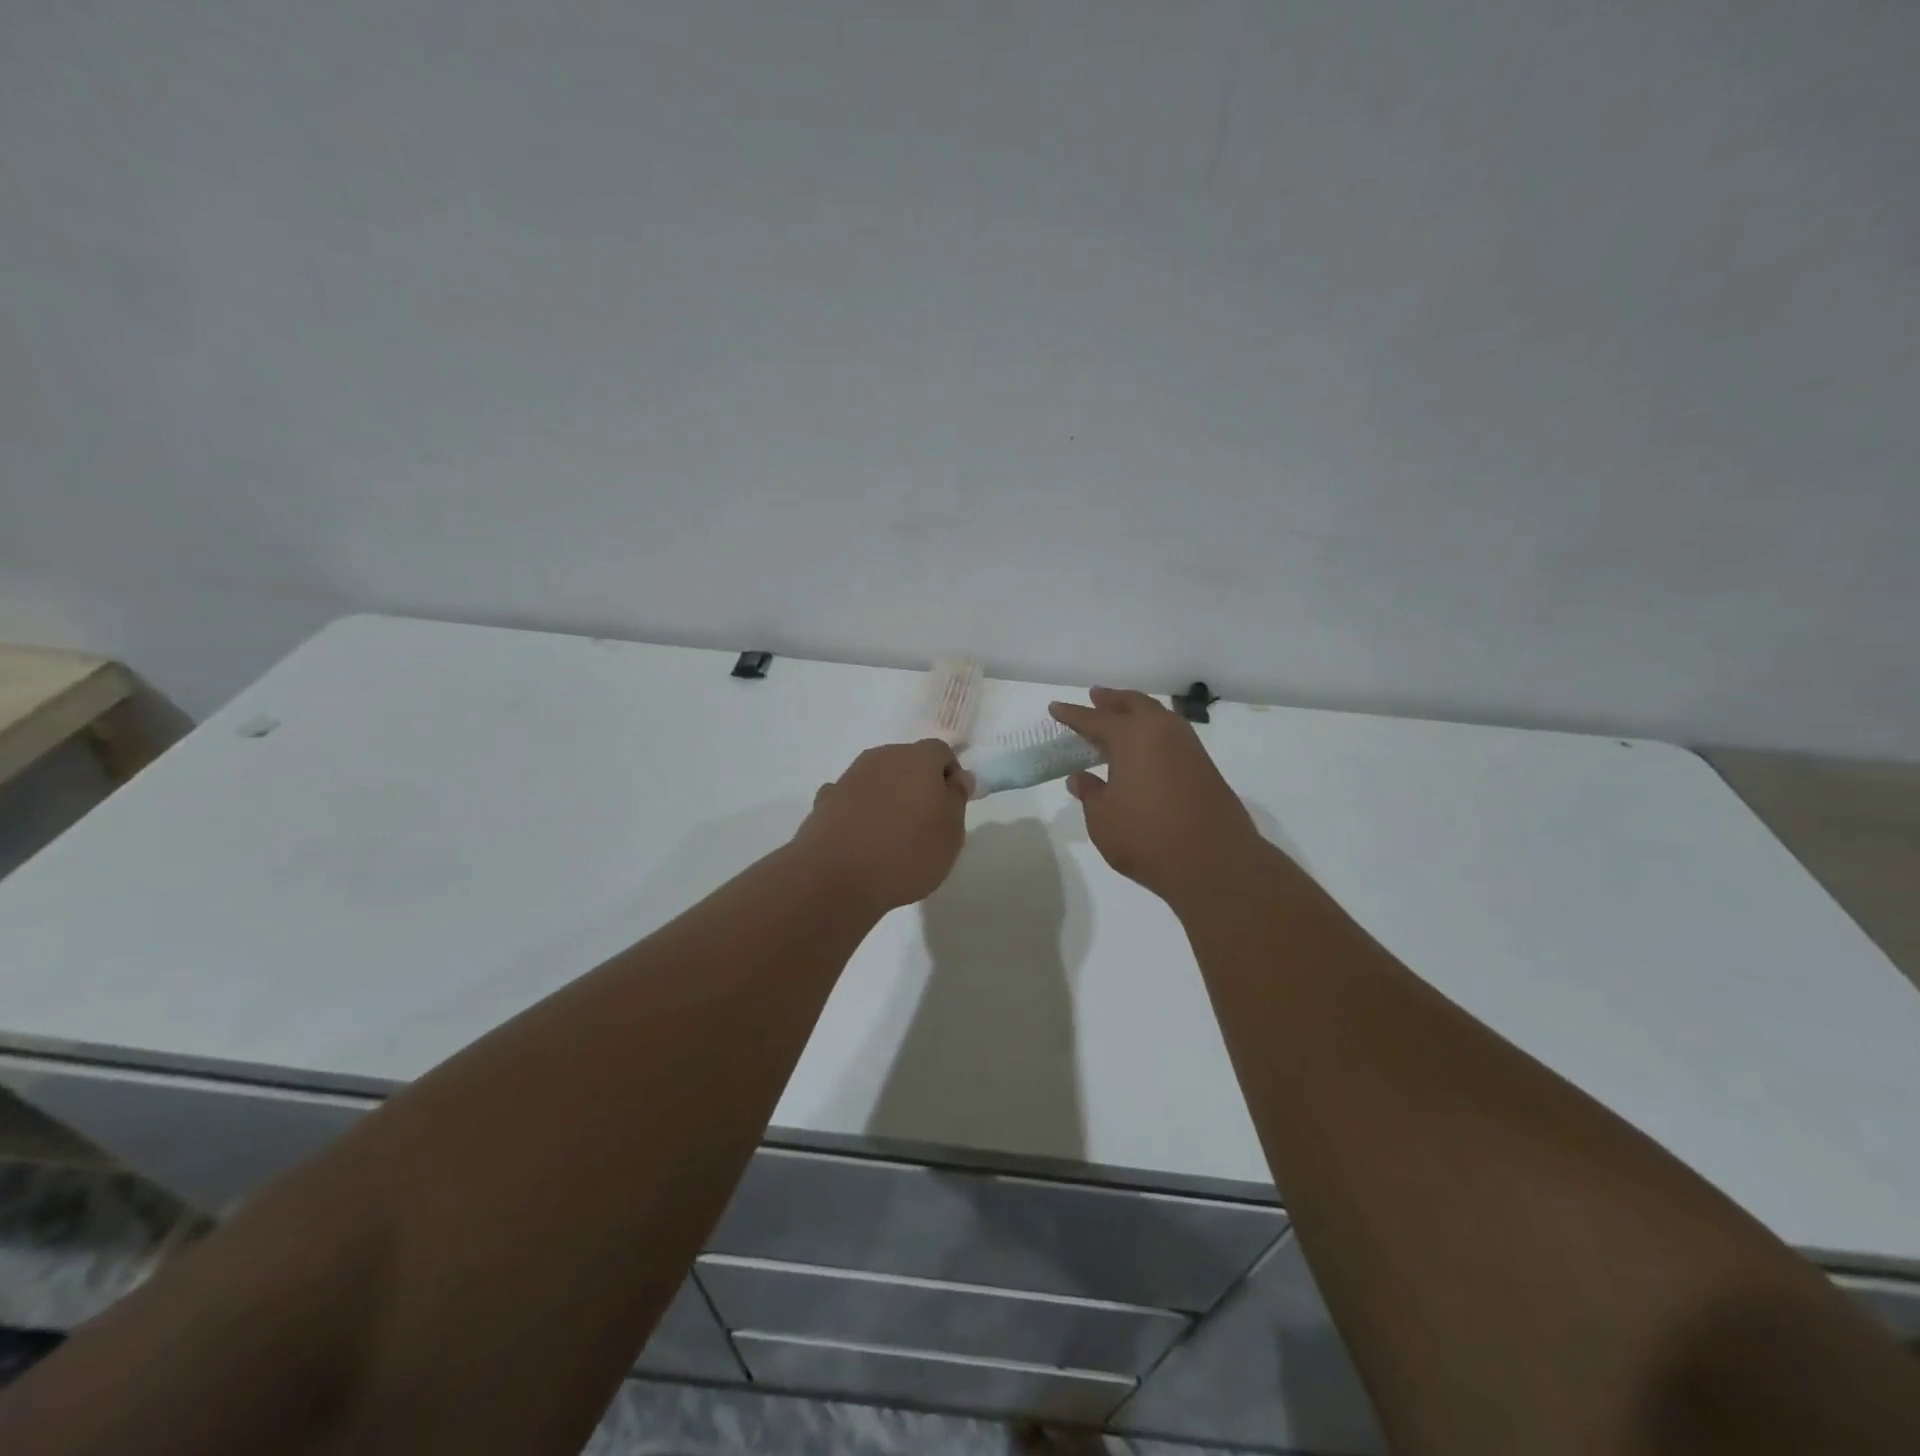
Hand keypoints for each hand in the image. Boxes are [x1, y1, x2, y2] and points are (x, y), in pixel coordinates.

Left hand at [793, 739, 971, 911]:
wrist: (836, 877)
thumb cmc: (907, 852)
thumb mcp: (951, 832)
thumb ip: (956, 798)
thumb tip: (957, 777)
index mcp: (917, 758)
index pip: (941, 752)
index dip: (950, 775)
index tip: (951, 808)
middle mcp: (882, 758)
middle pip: (907, 762)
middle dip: (918, 784)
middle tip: (925, 823)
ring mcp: (849, 777)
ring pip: (878, 779)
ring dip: (888, 797)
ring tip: (891, 836)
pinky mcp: (825, 801)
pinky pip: (851, 799)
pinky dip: (859, 811)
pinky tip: (860, 838)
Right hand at [1050, 688, 1265, 907]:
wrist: (1215, 862)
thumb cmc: (1147, 838)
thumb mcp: (1103, 819)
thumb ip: (1091, 794)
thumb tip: (1080, 778)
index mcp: (1132, 737)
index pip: (1094, 719)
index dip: (1072, 714)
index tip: (1055, 708)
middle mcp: (1162, 732)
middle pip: (1134, 704)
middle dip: (1112, 700)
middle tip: (1095, 697)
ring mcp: (1188, 748)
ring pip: (1158, 716)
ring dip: (1136, 712)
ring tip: (1120, 717)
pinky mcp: (1204, 767)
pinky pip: (1172, 735)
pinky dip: (1154, 732)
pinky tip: (1146, 747)